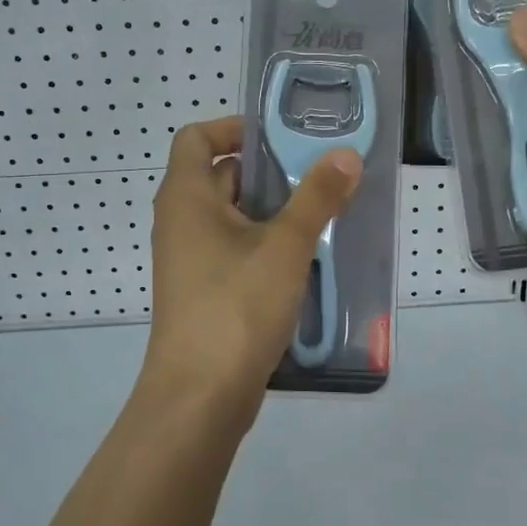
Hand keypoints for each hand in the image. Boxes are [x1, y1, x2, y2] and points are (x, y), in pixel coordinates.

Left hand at [139, 115, 361, 423]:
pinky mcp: (204, 291)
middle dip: (269, 172)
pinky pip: (235, 250)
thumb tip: (345, 155)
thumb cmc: (236, 306)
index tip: (280, 137)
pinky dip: (265, 245)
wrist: (200, 397)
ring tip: (323, 213)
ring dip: (273, 211)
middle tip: (319, 174)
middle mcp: (181, 221)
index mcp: (186, 196)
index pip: (196, 137)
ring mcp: (190, 260)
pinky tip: (305, 259)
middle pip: (221, 176)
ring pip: (232, 217)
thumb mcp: (286, 246)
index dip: (234, 128)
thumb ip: (317, 197)